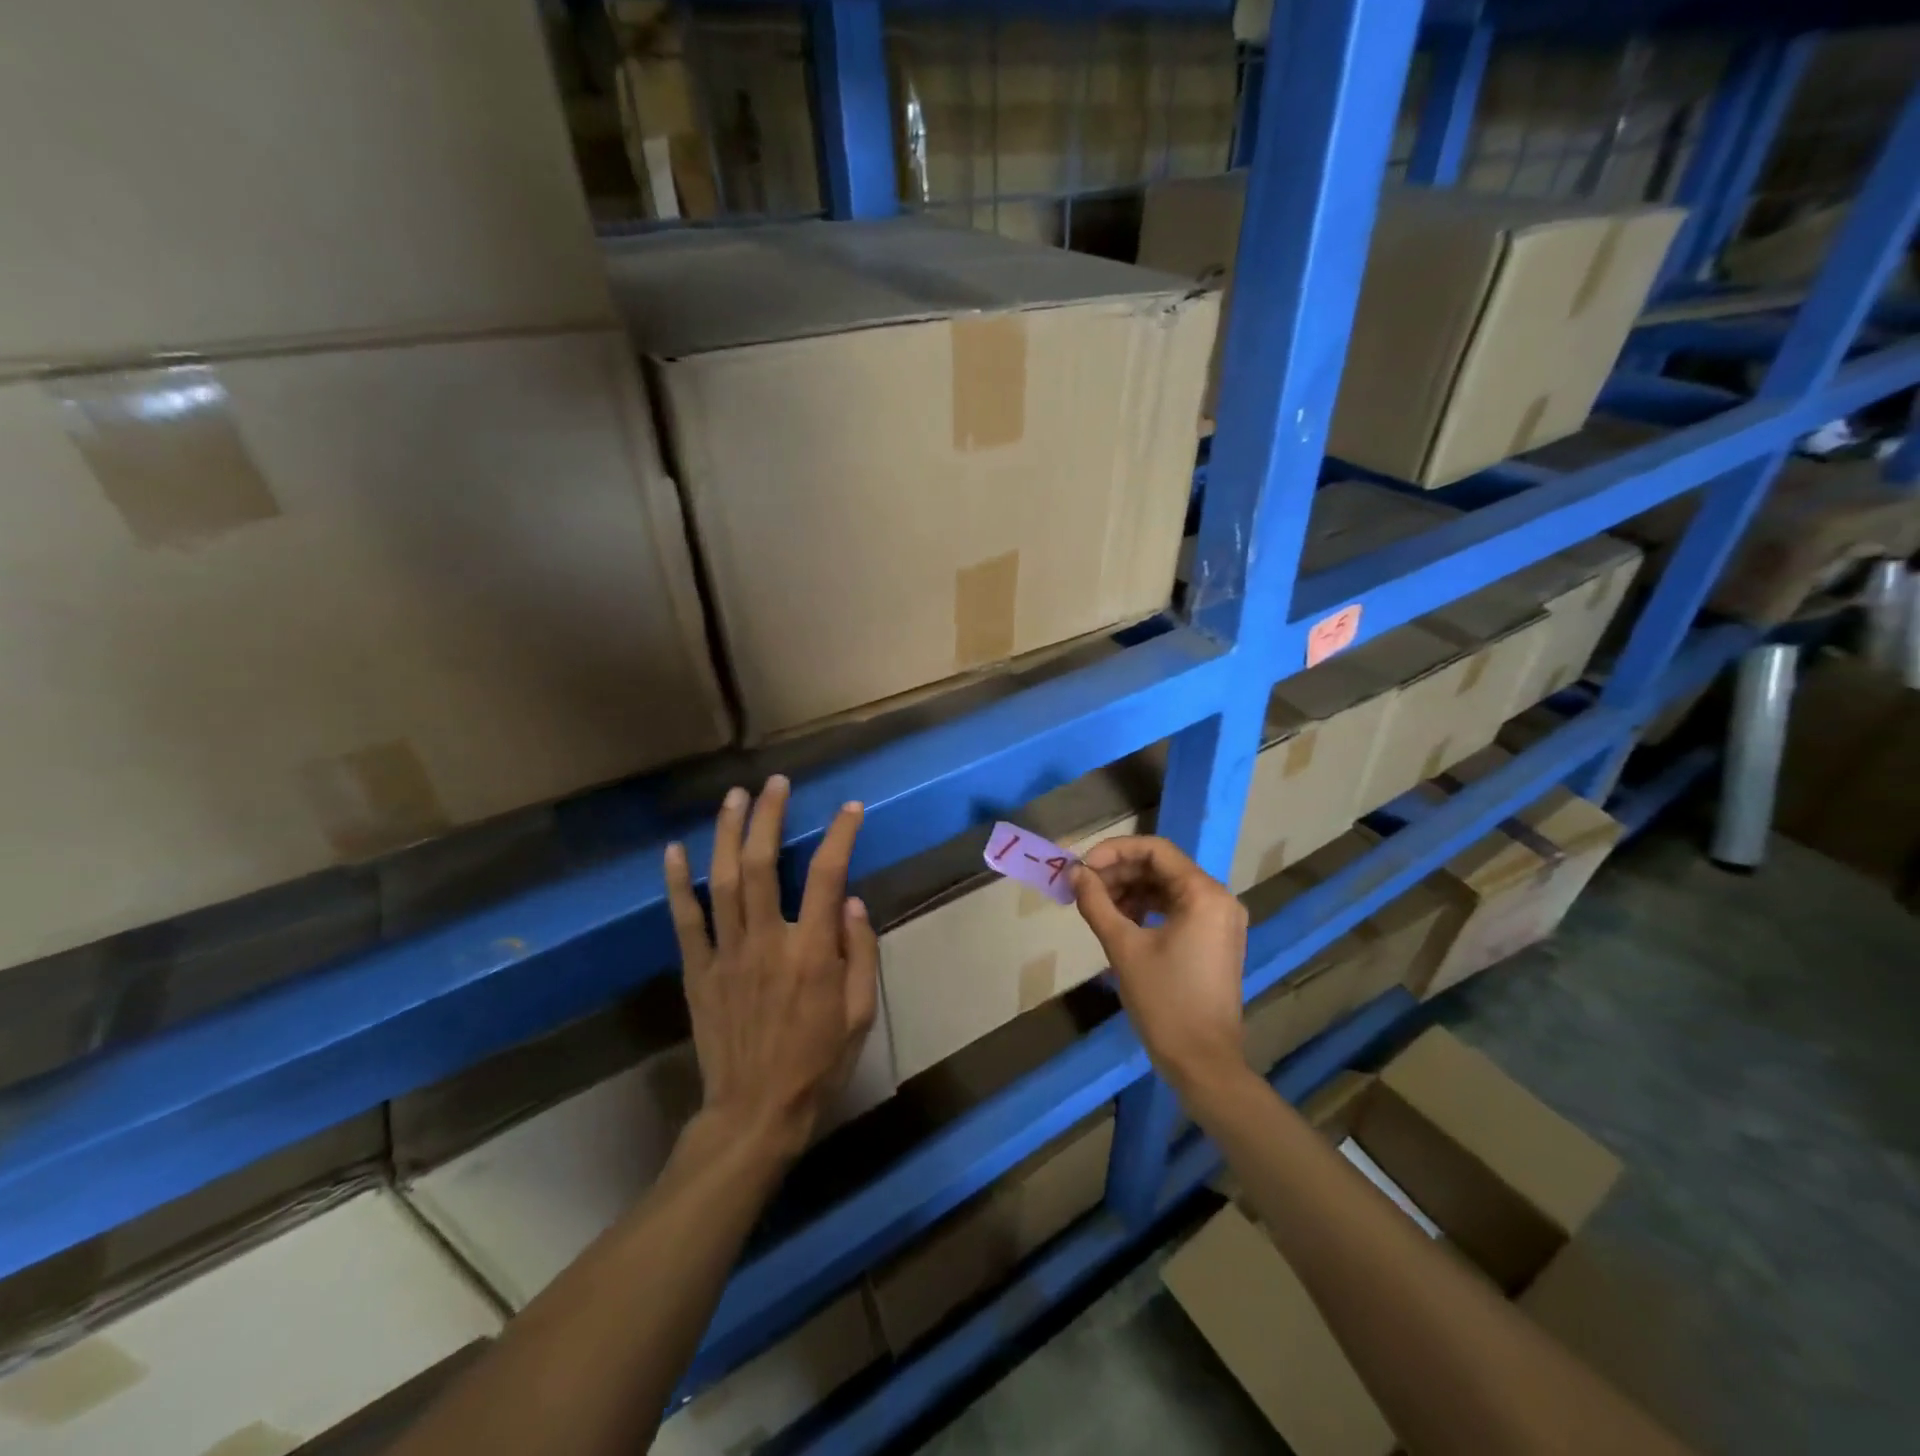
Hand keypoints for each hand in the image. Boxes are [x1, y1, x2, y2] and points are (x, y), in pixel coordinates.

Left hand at [663, 776, 879, 1163]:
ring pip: (722, 880)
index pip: (827, 876)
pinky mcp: (698, 971)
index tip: (850, 808)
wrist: (755, 1113)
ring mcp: (726, 954)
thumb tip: (851, 901)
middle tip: (774, 784)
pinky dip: (678, 883)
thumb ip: (860, 953)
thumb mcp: (861, 1014)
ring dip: (727, 833)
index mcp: (811, 952)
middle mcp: (766, 941)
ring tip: (734, 797)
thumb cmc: (819, 1063)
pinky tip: (673, 850)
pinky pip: (685, 920)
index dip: (839, 835)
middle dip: (768, 817)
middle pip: (762, 863)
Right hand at [1071, 836, 1249, 1096]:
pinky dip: (1147, 908)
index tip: (1083, 868)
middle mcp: (1219, 899)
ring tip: (1097, 906)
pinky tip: (1121, 921)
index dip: (1113, 851)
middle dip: (1119, 872)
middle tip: (1084, 888)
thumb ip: (1097, 903)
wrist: (1203, 1062)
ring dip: (1130, 890)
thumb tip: (1074, 873)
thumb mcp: (1124, 947)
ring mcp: (1220, 920)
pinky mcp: (1215, 939)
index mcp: (1204, 894)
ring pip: (1167, 887)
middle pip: (1162, 867)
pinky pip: (1177, 909)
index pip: (1155, 850)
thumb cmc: (1165, 1001)